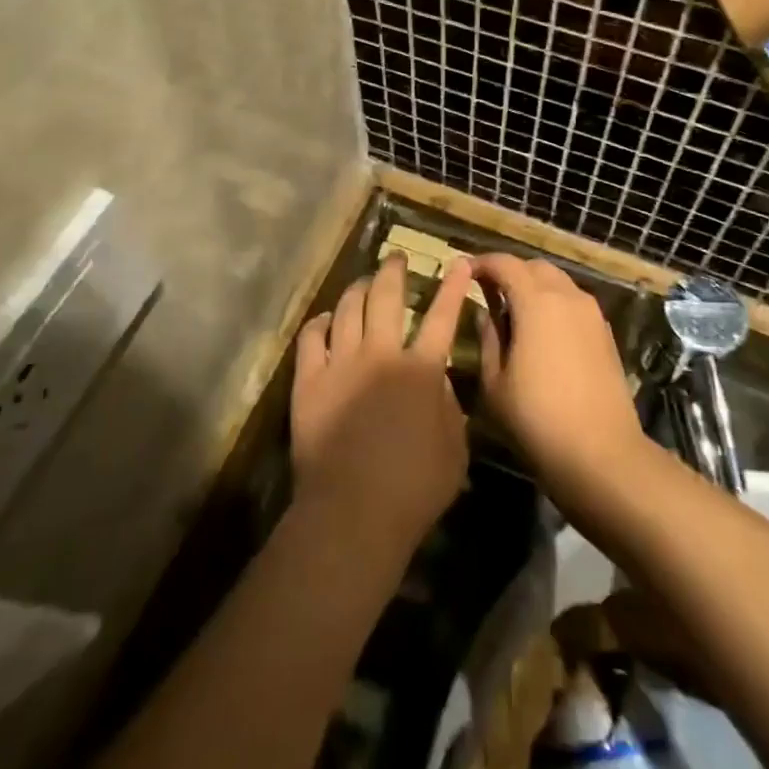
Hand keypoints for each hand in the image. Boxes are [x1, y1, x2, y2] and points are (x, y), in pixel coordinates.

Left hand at [290, 254, 470, 550]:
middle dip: (394, 270)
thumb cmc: (414, 489)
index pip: (443, 316)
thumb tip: (438, 378)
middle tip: (395, 257)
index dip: (453, 287)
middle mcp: (381, 354)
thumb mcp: (455, 451)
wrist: (352, 511)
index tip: (459, 261)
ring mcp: (341, 363)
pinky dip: (321, 322)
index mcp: (421, 370)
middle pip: (387, 297)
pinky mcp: (309, 380)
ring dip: (358, 289)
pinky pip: (312, 336)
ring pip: (349, 309)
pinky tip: (327, 319)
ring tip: (363, 282)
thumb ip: (450, 408)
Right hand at [472, 255, 644, 498]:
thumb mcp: (495, 383)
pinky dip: (553, 304)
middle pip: (534, 267)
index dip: (482, 263)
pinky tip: (542, 333)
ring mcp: (592, 314)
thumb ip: (487, 338)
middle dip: (509, 272)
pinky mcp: (606, 333)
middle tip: (487, 292)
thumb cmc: (537, 419)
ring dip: (533, 287)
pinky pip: (574, 302)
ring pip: (558, 282)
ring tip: (513, 312)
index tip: (464, 272)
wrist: (602, 454)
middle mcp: (567, 297)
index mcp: (536, 302)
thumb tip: (485, 313)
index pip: (505, 264)